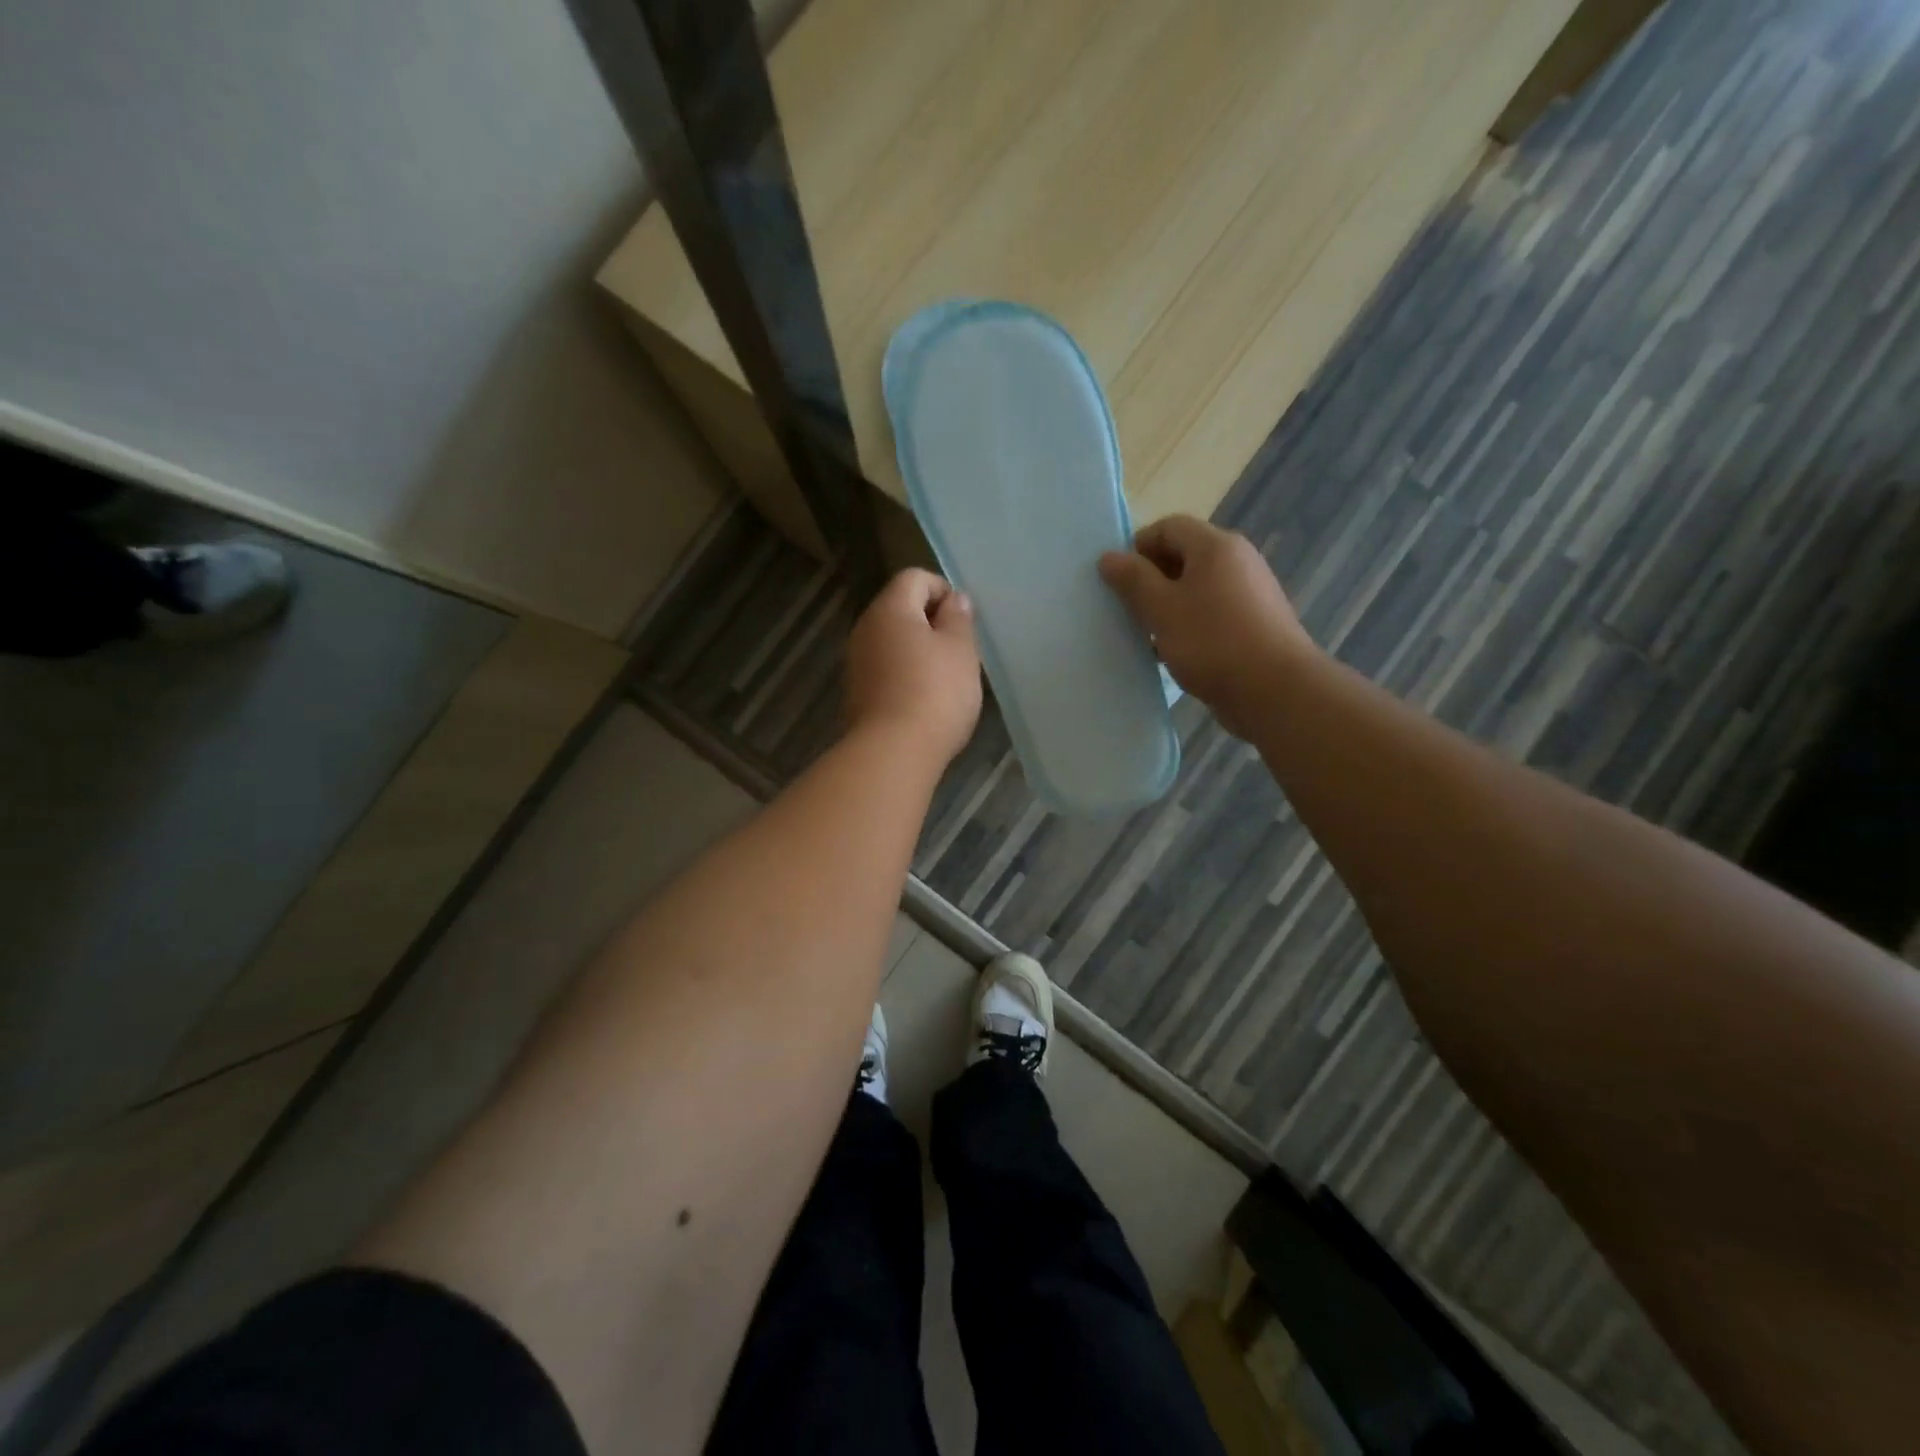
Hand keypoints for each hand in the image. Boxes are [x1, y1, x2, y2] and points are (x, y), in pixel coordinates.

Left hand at [845, 568, 982, 764]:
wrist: (892, 753)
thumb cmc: (935, 693)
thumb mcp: (960, 650)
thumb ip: (958, 618)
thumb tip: (953, 599)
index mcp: (889, 609)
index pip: (914, 578)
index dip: (943, 590)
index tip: (963, 622)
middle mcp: (865, 629)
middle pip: (900, 609)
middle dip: (931, 623)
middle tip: (959, 651)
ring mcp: (856, 663)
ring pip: (892, 642)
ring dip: (918, 652)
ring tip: (945, 680)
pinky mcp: (856, 694)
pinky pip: (884, 670)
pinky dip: (905, 676)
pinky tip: (924, 702)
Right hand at [1099, 516, 1314, 738]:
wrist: (1275, 690)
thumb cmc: (1212, 642)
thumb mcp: (1161, 609)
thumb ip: (1133, 580)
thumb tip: (1109, 557)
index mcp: (1216, 546)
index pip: (1167, 527)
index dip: (1137, 547)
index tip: (1116, 580)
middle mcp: (1237, 560)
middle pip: (1183, 555)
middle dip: (1150, 579)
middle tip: (1126, 609)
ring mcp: (1249, 592)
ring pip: (1196, 588)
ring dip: (1167, 605)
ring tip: (1145, 634)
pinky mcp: (1253, 623)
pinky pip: (1211, 613)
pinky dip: (1188, 624)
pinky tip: (1172, 652)